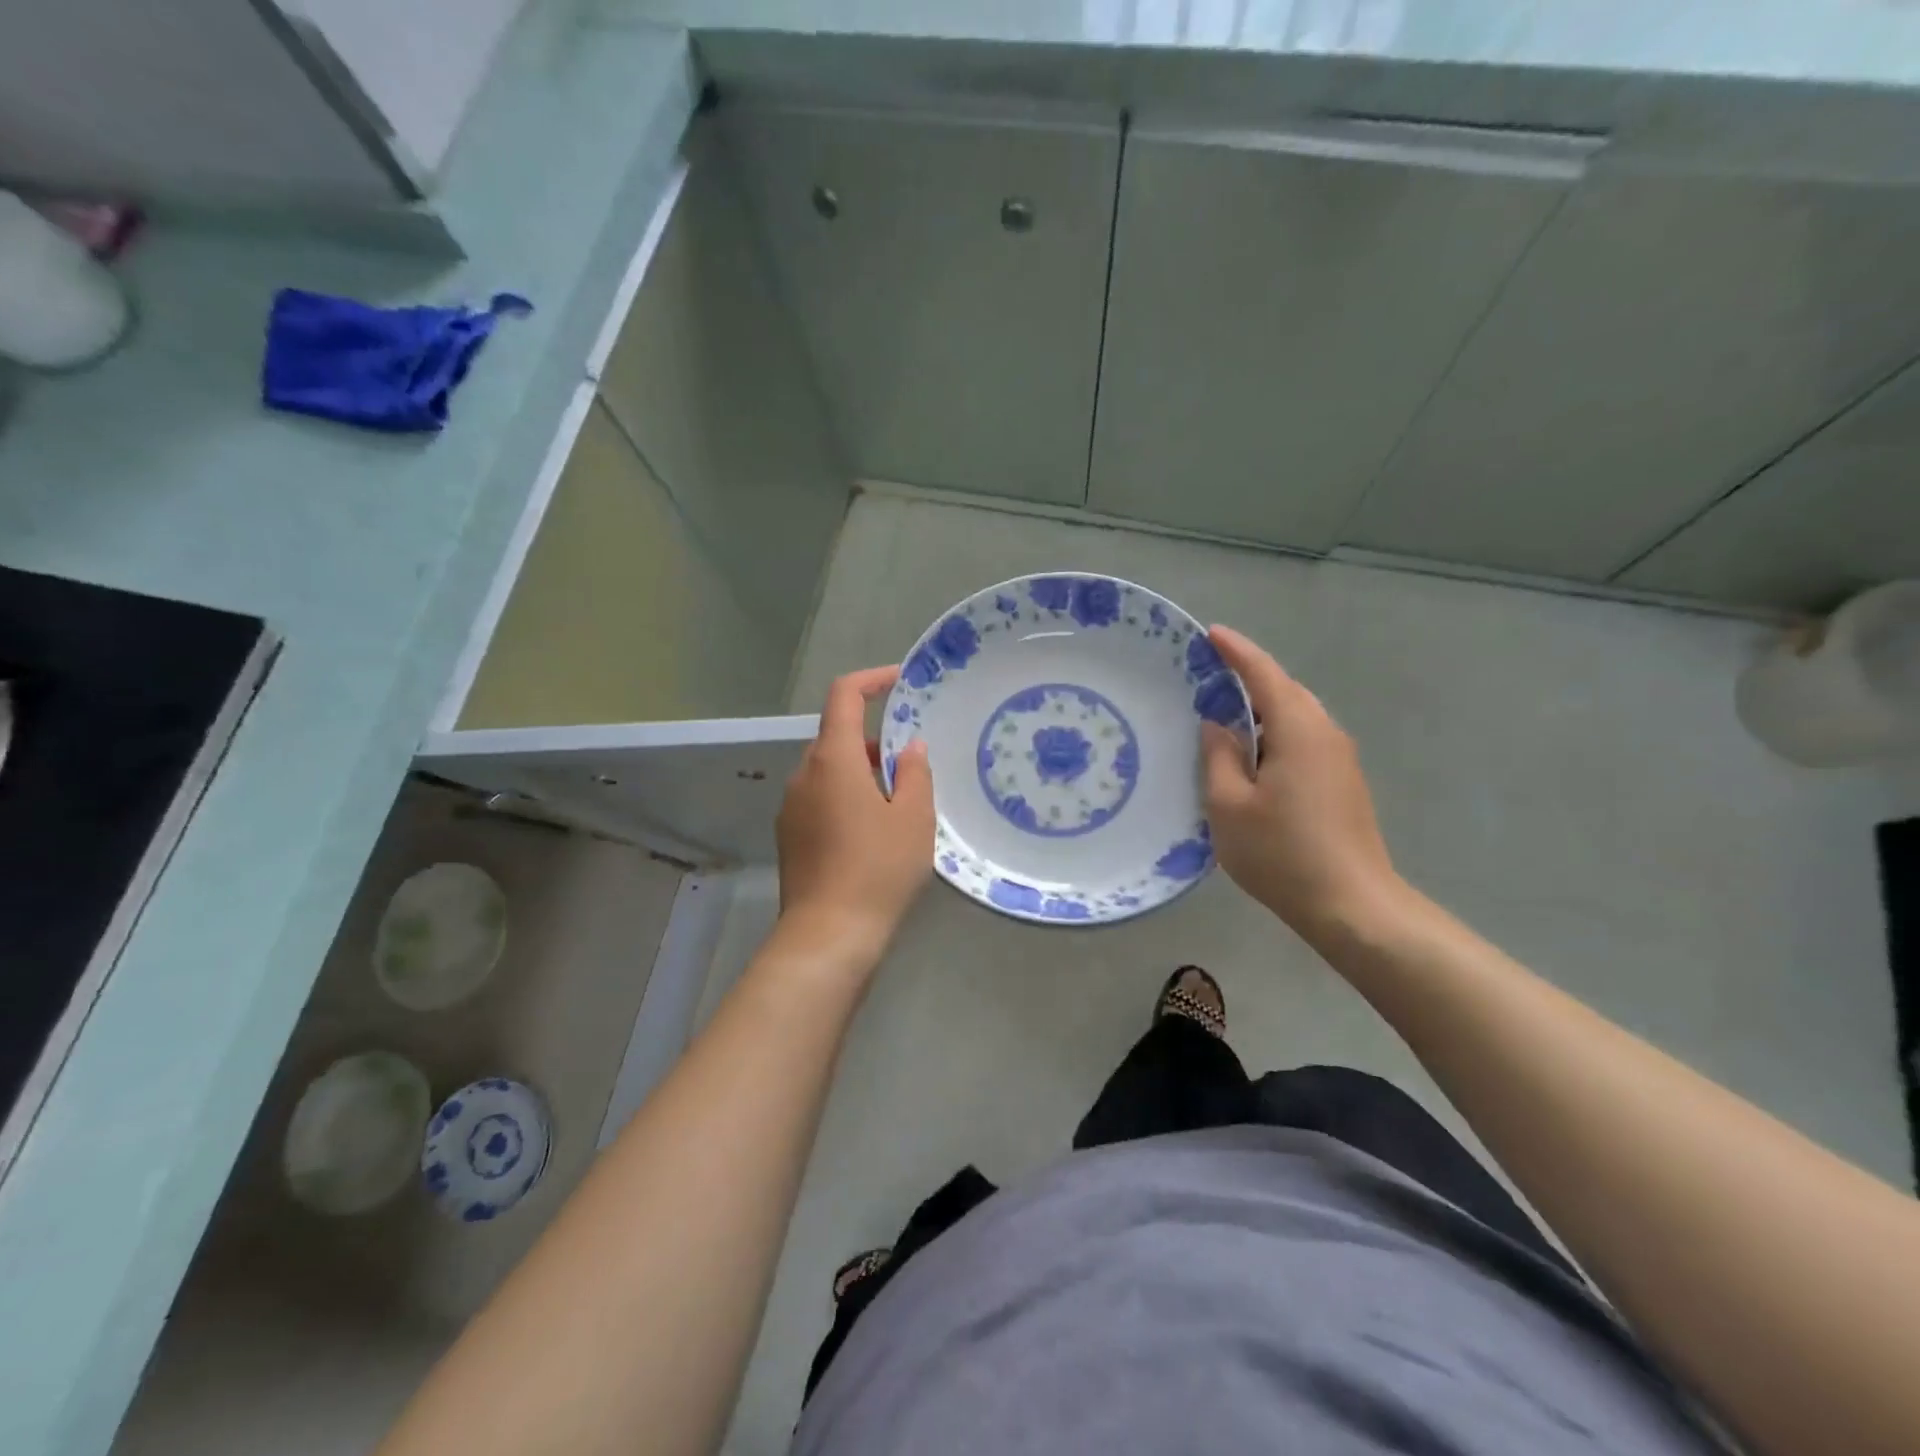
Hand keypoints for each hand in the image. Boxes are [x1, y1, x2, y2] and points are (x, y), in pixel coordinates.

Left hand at [775, 666, 933, 962]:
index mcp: (833, 760)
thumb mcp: (914, 818)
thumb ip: (915, 773)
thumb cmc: (878, 869)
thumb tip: (910, 748)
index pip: (844, 696)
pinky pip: (820, 799)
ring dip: (861, 774)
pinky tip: (871, 835)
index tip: (899, 683)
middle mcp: (804, 775)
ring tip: (898, 806)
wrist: (828, 935)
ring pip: (829, 771)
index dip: (871, 680)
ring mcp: (791, 807)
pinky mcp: (789, 836)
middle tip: (912, 767)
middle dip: (875, 742)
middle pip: (838, 737)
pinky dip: (845, 799)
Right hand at [1200, 626, 1402, 944]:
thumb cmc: (1282, 853)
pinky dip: (1274, 735)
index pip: (1265, 675)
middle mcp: (1326, 734)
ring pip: (1295, 717)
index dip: (1236, 652)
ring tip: (1222, 716)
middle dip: (1249, 677)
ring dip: (1261, 710)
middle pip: (1285, 691)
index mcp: (1299, 730)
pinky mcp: (1342, 783)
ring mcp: (1339, 759)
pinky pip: (1303, 740)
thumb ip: (1218, 757)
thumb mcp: (1229, 806)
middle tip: (1208, 676)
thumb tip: (1218, 725)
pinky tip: (1251, 757)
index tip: (1210, 633)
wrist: (1353, 906)